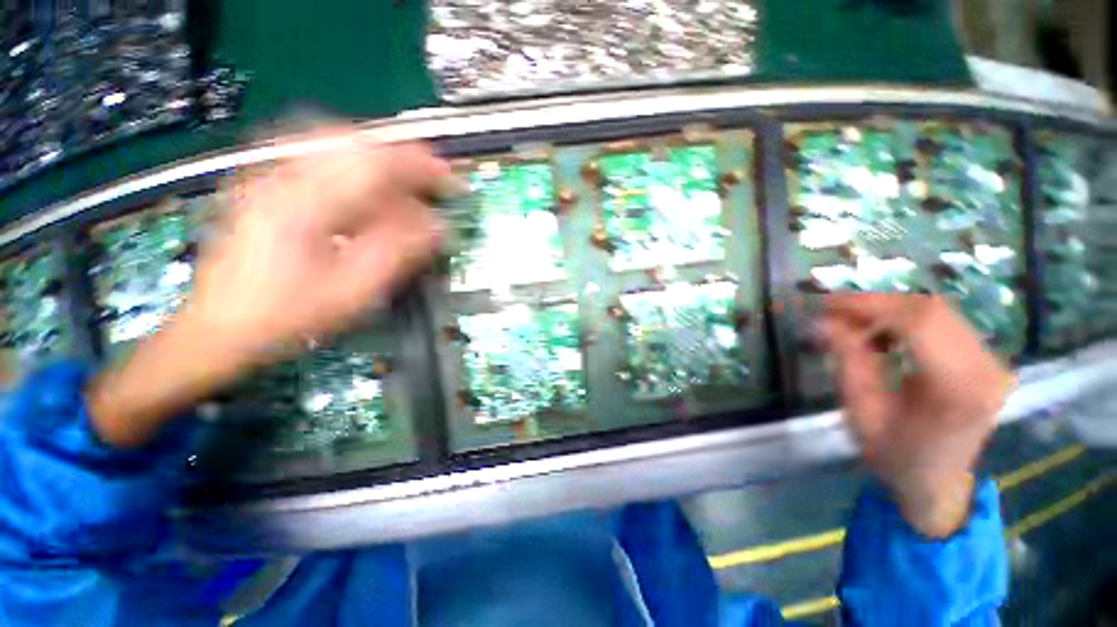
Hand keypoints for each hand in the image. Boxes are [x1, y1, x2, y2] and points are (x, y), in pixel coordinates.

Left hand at [89, 128, 450, 447]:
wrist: (217, 329)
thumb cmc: (287, 317)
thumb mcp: (352, 292)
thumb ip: (398, 252)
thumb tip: (437, 226)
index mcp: (304, 204)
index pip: (374, 164)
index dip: (420, 167)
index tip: (450, 180)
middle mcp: (283, 177)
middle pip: (353, 143)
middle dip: (401, 159)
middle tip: (431, 182)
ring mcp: (269, 178)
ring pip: (335, 145)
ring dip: (378, 161)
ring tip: (406, 185)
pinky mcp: (266, 187)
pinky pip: (317, 159)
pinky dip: (353, 167)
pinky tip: (367, 189)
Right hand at [816, 294, 1014, 536]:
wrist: (937, 482)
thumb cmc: (895, 456)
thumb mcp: (861, 412)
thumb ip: (848, 362)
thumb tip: (825, 321)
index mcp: (959, 390)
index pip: (919, 323)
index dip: (869, 305)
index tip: (826, 304)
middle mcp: (986, 368)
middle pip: (930, 309)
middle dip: (875, 302)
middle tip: (833, 310)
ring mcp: (990, 360)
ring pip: (936, 310)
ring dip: (887, 308)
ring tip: (851, 320)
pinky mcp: (984, 357)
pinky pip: (942, 321)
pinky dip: (903, 317)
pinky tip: (881, 331)